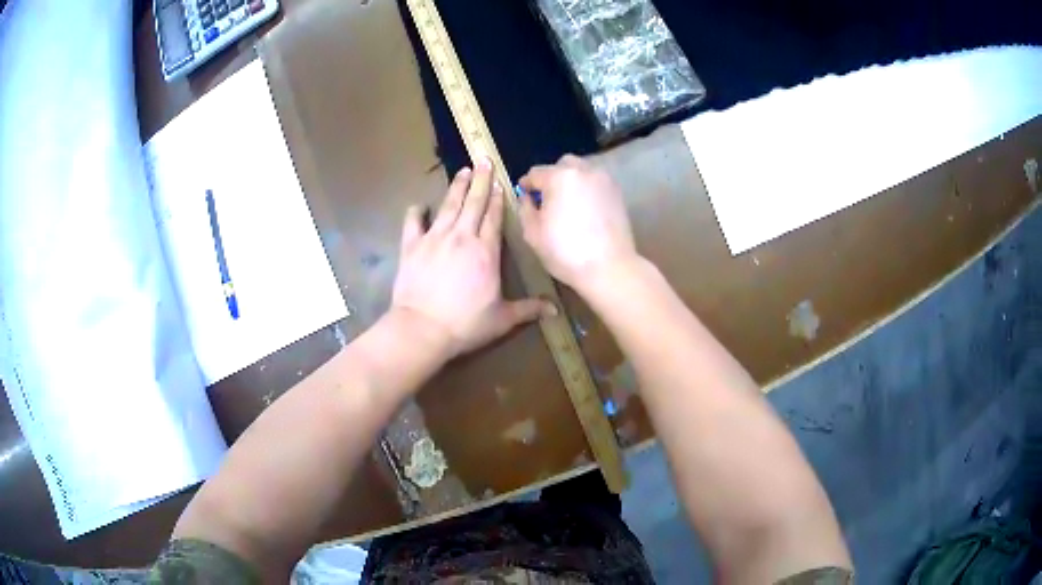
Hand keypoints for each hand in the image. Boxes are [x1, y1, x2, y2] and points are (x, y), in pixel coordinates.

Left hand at [391, 158, 553, 358]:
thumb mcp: (503, 319)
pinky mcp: (412, 245)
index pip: (493, 217)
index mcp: (486, 251)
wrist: (423, 328)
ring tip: (463, 170)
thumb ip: (529, 309)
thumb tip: (556, 311)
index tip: (500, 182)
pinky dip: (416, 212)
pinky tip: (419, 206)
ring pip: (448, 205)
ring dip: (456, 187)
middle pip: (473, 203)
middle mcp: (462, 236)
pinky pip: (413, 222)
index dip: (497, 198)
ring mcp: (435, 238)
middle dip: (480, 180)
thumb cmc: (466, 324)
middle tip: (483, 159)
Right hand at [518, 155, 638, 288]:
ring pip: (582, 171)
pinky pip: (596, 183)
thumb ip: (525, 209)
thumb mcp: (533, 233)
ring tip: (567, 203)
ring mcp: (603, 180)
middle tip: (547, 199)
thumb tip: (528, 197)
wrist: (609, 267)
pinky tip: (584, 209)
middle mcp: (583, 170)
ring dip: (571, 181)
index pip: (535, 173)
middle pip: (561, 165)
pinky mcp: (617, 192)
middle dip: (551, 178)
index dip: (526, 185)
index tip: (524, 195)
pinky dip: (587, 189)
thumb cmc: (565, 252)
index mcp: (558, 177)